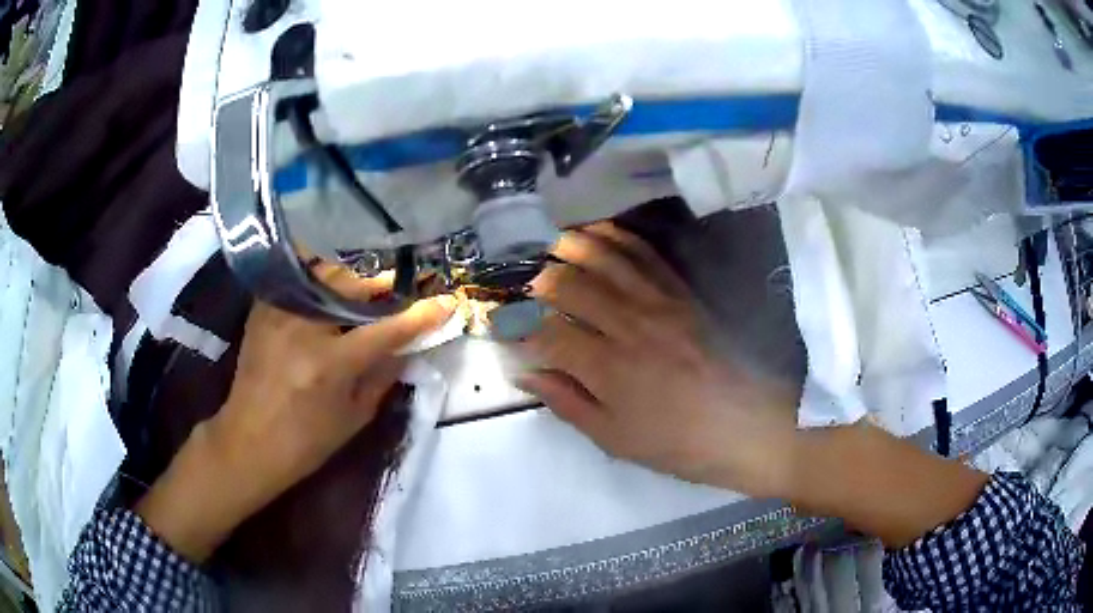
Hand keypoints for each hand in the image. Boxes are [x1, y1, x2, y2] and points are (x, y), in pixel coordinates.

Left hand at [136, 263, 456, 561]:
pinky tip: (328, 292)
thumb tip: (407, 346)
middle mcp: (303, 328)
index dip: (421, 315)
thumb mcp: (354, 418)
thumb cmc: (305, 442)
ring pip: (325, 275)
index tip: (447, 302)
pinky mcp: (262, 309)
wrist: (247, 442)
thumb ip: (383, 377)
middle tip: (400, 292)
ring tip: (364, 294)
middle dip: (383, 287)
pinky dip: (319, 280)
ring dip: (352, 281)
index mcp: (330, 364)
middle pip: (353, 287)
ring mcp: (278, 313)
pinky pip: (297, 280)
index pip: (387, 330)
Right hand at [515, 222, 798, 496]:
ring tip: (551, 245)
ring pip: (605, 258)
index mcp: (607, 368)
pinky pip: (644, 255)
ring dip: (571, 246)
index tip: (503, 329)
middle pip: (570, 285)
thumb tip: (527, 375)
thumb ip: (567, 402)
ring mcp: (658, 303)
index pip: (547, 335)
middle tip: (525, 286)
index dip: (518, 330)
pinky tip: (599, 234)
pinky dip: (617, 238)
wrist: (744, 425)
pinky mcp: (681, 293)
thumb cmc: (676, 442)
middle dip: (539, 281)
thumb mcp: (614, 438)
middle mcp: (628, 325)